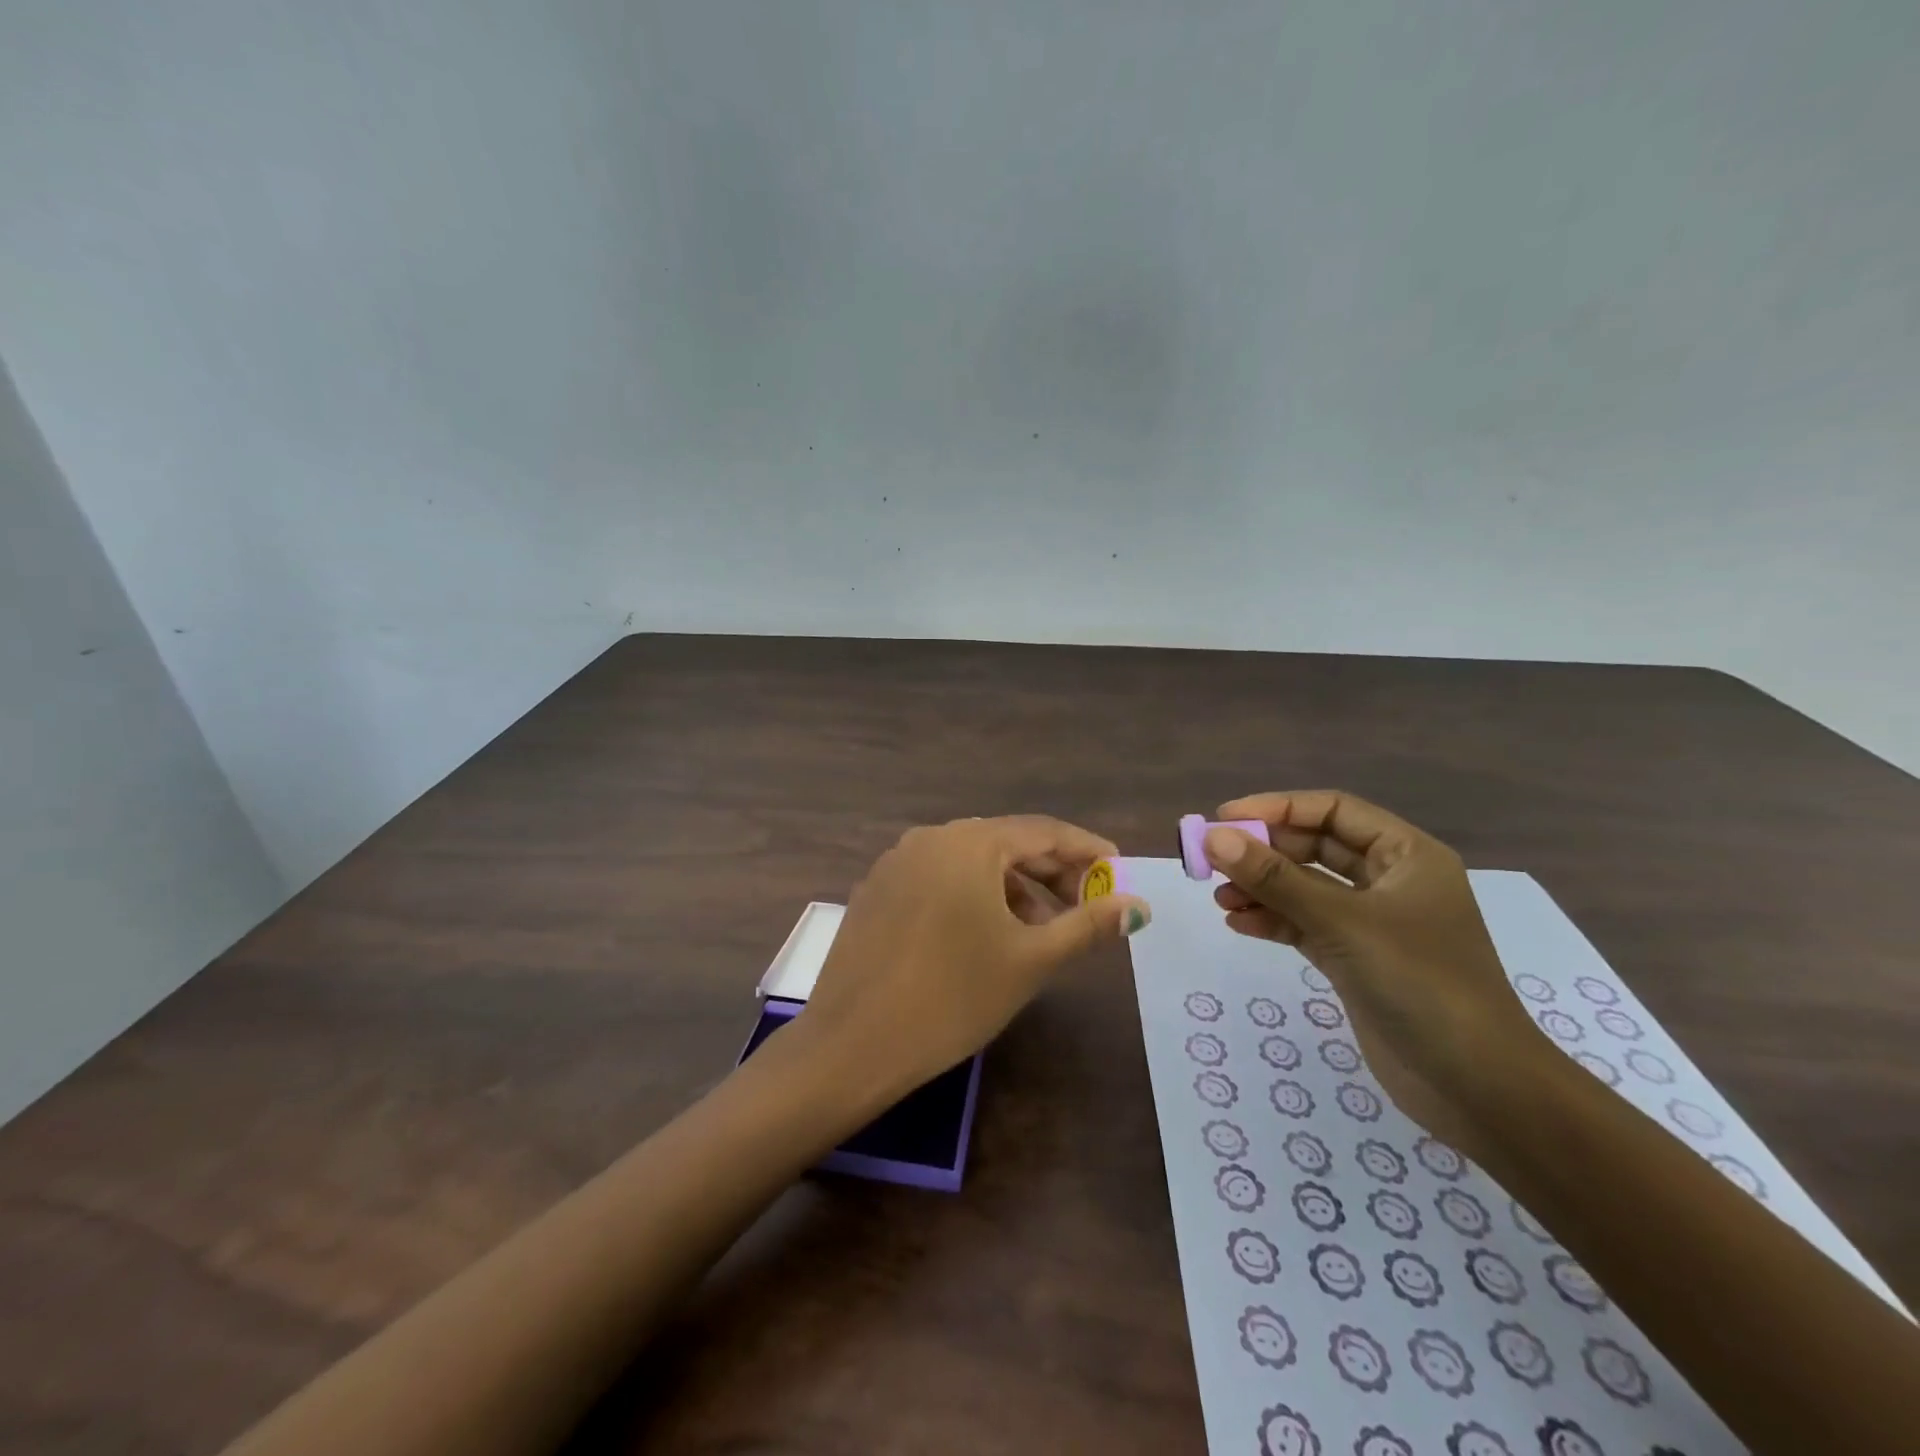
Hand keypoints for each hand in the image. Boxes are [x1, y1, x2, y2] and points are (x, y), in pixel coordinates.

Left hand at [794, 816, 1150, 1100]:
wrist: (852, 1044)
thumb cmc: (953, 997)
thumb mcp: (1030, 960)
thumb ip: (1087, 925)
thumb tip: (1137, 906)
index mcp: (970, 842)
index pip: (1043, 831)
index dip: (1085, 850)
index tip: (1117, 872)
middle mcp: (930, 838)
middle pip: (1006, 843)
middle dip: (1051, 873)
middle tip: (1085, 907)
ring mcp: (897, 862)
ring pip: (971, 863)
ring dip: (1012, 888)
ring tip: (1039, 931)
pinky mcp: (877, 889)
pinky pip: (939, 878)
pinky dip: (973, 896)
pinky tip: (984, 935)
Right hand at [1205, 791, 1552, 1154]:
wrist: (1478, 1088)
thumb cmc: (1420, 984)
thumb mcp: (1342, 923)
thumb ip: (1275, 879)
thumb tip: (1214, 837)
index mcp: (1407, 856)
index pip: (1333, 810)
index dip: (1277, 808)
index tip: (1224, 817)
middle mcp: (1391, 881)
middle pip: (1315, 847)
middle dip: (1264, 852)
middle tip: (1212, 860)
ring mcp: (1373, 923)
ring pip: (1306, 888)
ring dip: (1262, 889)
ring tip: (1220, 899)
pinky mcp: (1356, 960)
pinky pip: (1306, 925)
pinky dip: (1273, 921)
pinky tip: (1240, 925)